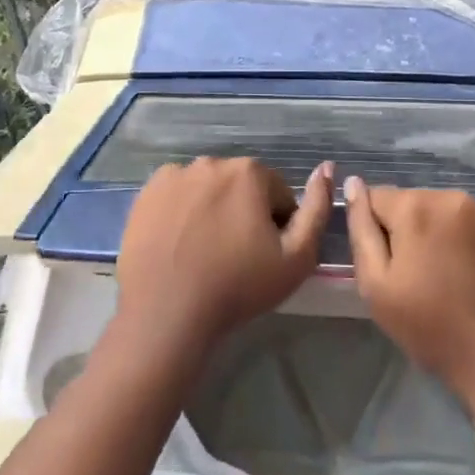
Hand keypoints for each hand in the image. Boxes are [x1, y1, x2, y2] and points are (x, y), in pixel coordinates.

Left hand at [117, 157, 333, 350]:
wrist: (167, 312)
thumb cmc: (238, 286)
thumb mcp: (297, 258)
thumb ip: (318, 209)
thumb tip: (327, 169)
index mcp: (249, 172)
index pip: (277, 194)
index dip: (278, 226)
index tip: (265, 256)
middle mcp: (211, 162)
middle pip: (241, 186)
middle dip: (244, 212)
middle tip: (236, 256)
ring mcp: (175, 174)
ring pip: (208, 189)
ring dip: (213, 209)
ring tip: (205, 252)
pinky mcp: (147, 192)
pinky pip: (177, 195)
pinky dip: (182, 211)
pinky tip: (179, 243)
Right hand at [345, 181, 474, 430]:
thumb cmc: (437, 332)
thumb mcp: (378, 288)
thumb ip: (360, 229)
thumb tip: (353, 184)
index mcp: (417, 206)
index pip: (378, 198)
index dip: (378, 232)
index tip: (393, 267)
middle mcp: (456, 196)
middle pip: (418, 204)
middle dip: (415, 231)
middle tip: (426, 278)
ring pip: (454, 215)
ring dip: (449, 236)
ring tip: (461, 280)